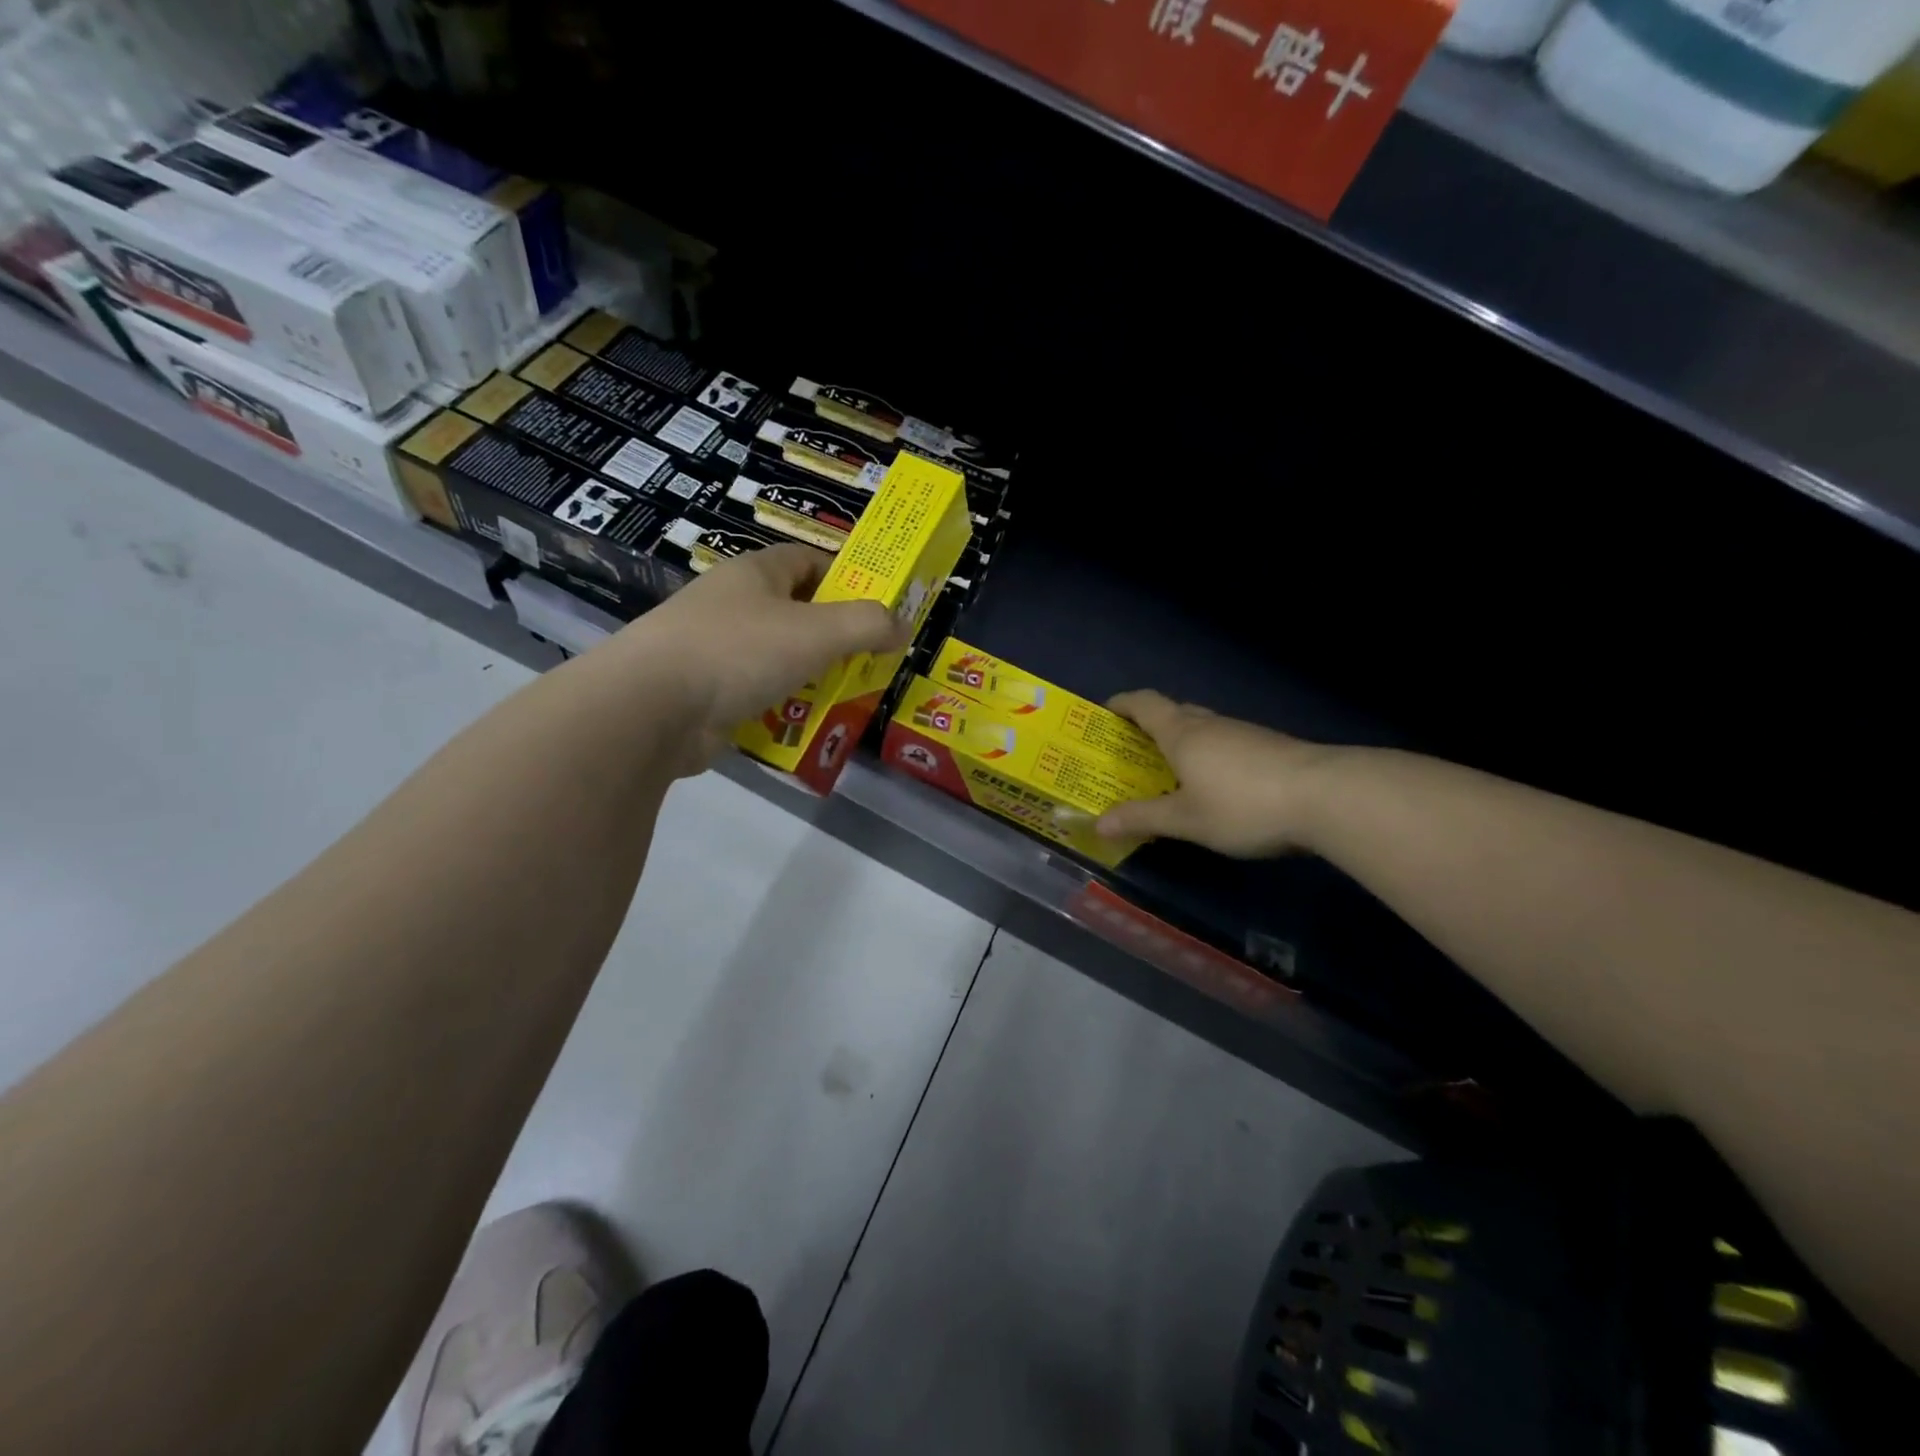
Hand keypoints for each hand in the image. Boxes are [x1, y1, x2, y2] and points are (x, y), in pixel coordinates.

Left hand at [614, 544, 906, 768]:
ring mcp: (713, 649)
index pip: (807, 559)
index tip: (877, 603)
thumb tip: (903, 625)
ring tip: (848, 695)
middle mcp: (731, 605)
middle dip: (834, 635)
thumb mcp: (817, 632)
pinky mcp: (704, 693)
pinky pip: (756, 694)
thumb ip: (867, 624)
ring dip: (811, 675)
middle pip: (795, 611)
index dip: (845, 575)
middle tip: (871, 657)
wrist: (650, 709)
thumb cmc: (738, 651)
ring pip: (777, 657)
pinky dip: (782, 706)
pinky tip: (806, 724)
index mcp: (754, 574)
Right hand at [1095, 691, 1335, 857]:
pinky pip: (1226, 743)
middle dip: (1149, 725)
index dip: (1122, 704)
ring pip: (1203, 728)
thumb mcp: (1186, 820)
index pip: (1144, 703)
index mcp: (1182, 734)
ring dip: (1181, 741)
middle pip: (1173, 712)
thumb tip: (1097, 824)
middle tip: (1132, 751)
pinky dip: (1208, 755)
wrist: (1327, 796)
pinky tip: (1216, 785)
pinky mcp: (1270, 747)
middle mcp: (1210, 725)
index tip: (1105, 713)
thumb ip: (1142, 819)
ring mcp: (1244, 733)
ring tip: (1170, 772)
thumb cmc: (1242, 805)